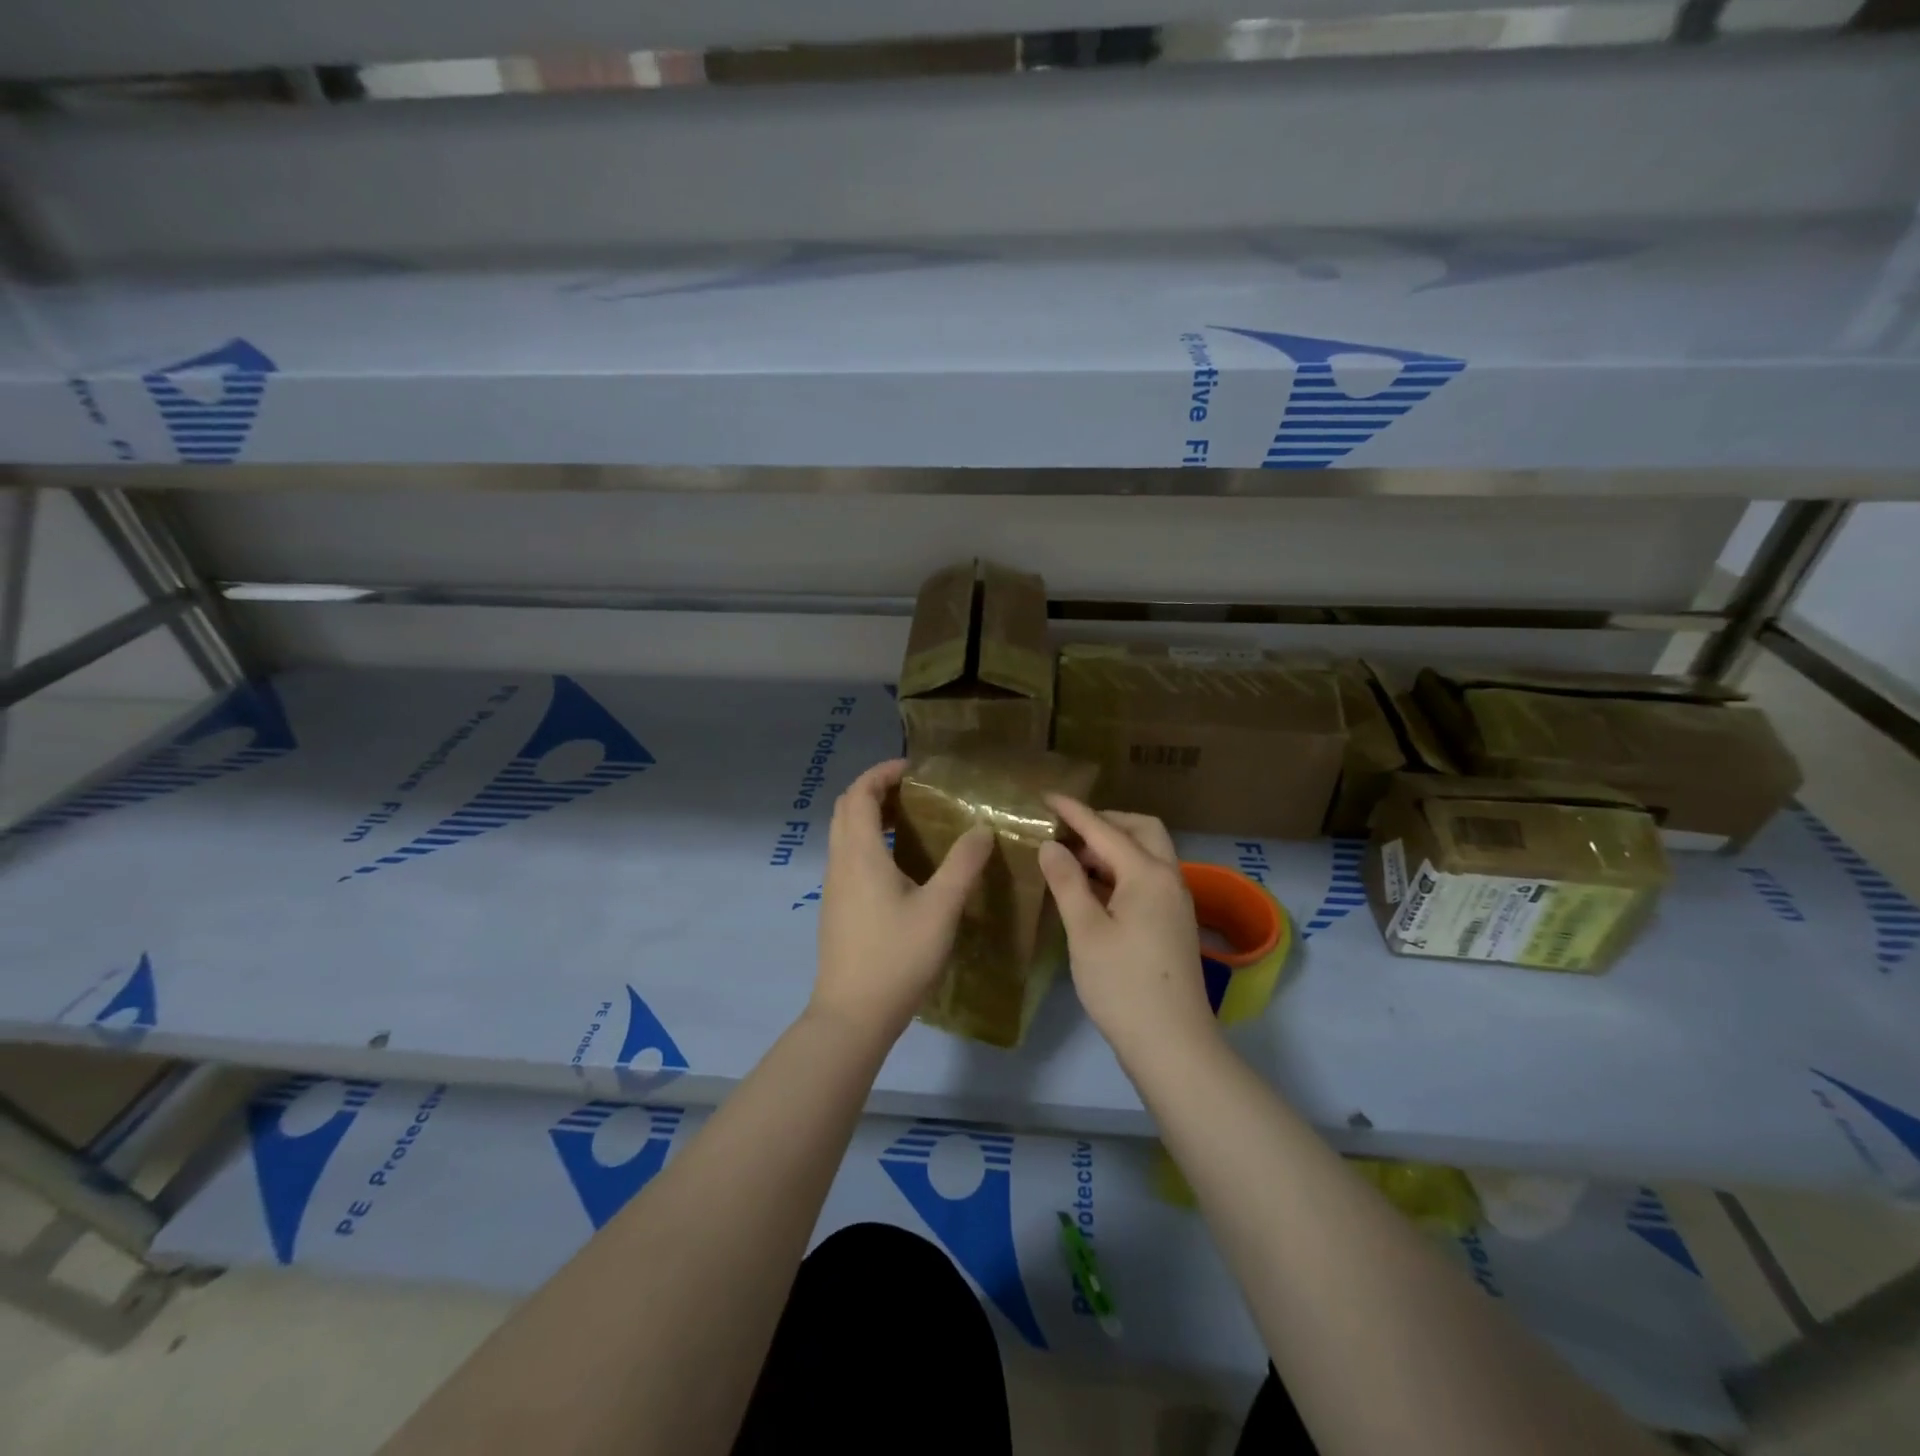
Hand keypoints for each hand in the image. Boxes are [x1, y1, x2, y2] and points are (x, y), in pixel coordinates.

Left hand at [811, 759, 993, 1045]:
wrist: (852, 1015)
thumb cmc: (896, 957)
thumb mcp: (940, 909)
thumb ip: (962, 865)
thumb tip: (980, 829)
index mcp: (860, 854)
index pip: (859, 793)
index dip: (882, 772)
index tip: (915, 769)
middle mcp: (840, 862)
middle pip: (846, 808)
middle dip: (876, 789)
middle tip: (915, 791)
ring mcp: (834, 887)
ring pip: (845, 834)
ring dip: (872, 816)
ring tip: (913, 820)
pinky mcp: (837, 908)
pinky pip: (849, 857)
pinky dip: (870, 842)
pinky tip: (902, 865)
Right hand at [1038, 797, 1218, 1064]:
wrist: (1172, 1044)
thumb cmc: (1123, 985)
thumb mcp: (1086, 931)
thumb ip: (1067, 882)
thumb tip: (1051, 846)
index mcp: (1148, 874)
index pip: (1104, 830)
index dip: (1073, 812)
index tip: (1045, 796)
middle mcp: (1169, 879)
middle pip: (1141, 830)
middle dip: (1105, 822)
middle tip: (1067, 830)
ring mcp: (1176, 902)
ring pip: (1147, 855)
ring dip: (1114, 847)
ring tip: (1073, 858)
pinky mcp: (1174, 923)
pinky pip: (1148, 878)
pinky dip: (1122, 871)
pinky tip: (1094, 889)